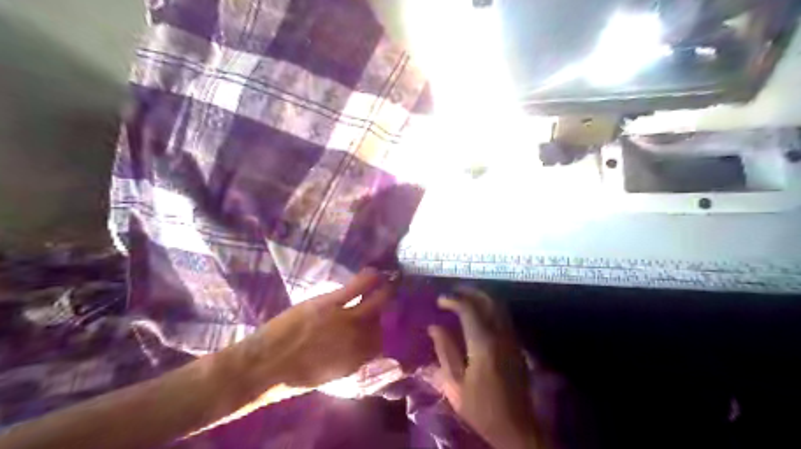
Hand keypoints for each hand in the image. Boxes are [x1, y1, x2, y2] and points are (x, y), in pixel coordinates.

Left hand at [242, 270, 394, 389]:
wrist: (263, 366)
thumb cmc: (291, 377)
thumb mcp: (327, 375)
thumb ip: (349, 360)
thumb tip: (361, 346)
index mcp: (357, 360)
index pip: (382, 342)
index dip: (386, 329)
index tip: (387, 320)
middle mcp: (358, 340)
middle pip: (384, 319)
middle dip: (393, 307)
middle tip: (395, 296)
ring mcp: (345, 320)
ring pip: (376, 301)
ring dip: (386, 290)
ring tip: (389, 280)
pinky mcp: (330, 303)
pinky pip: (357, 288)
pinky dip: (369, 278)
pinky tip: (375, 272)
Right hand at [429, 288, 540, 448]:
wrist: (517, 428)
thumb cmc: (481, 409)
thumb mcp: (455, 384)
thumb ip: (445, 351)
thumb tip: (434, 327)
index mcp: (483, 344)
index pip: (469, 309)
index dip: (453, 300)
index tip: (439, 300)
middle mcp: (501, 335)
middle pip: (488, 301)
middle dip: (469, 292)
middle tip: (453, 292)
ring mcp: (512, 338)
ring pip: (499, 306)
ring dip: (481, 297)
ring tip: (464, 298)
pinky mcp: (517, 345)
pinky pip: (504, 316)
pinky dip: (490, 307)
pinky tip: (479, 313)